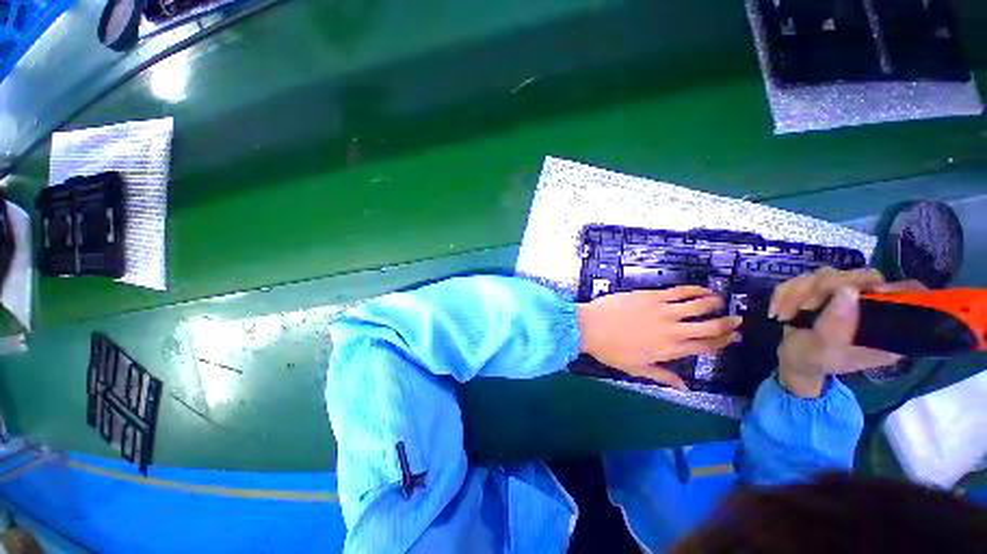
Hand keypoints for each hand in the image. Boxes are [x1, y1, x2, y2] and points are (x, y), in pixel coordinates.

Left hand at [576, 286, 741, 389]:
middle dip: (727, 324)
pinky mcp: (651, 296)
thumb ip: (662, 377)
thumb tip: (684, 389)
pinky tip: (702, 289)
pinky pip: (678, 292)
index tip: (734, 337)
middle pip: (707, 327)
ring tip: (721, 301)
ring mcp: (662, 311)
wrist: (589, 327)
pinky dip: (693, 290)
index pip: (703, 347)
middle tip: (737, 319)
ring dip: (713, 304)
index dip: (722, 342)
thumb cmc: (610, 350)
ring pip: (697, 306)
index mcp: (669, 351)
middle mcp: (672, 331)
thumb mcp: (636, 369)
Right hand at [770, 268, 926, 397]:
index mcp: (887, 325)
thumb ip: (837, 326)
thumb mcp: (825, 351)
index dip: (890, 288)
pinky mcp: (824, 290)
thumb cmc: (814, 362)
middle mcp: (871, 305)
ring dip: (798, 293)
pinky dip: (786, 293)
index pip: (906, 293)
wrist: (791, 361)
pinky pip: (804, 278)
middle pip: (860, 276)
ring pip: (826, 274)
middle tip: (803, 308)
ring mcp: (846, 295)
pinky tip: (779, 310)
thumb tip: (848, 291)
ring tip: (785, 315)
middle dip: (823, 289)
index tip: (865, 293)